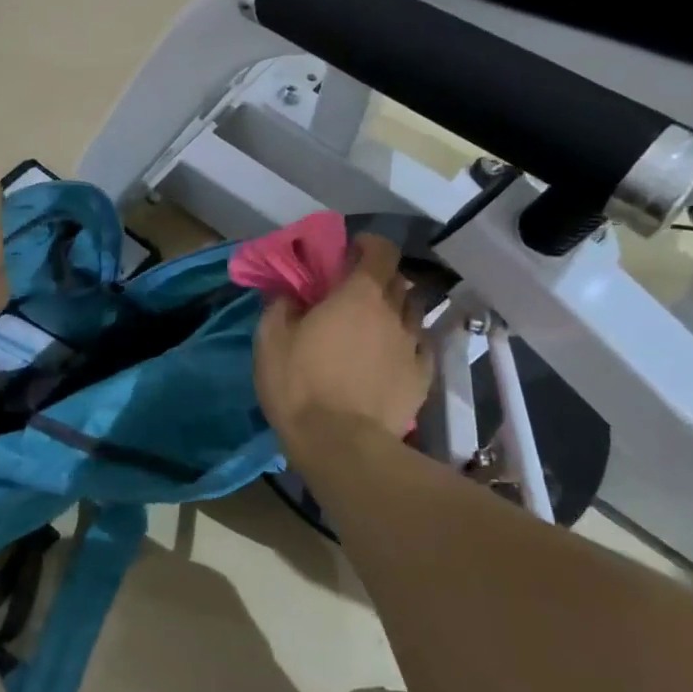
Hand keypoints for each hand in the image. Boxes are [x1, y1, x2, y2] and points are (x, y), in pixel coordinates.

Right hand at [255, 234, 433, 465]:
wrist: (341, 445)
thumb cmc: (300, 384)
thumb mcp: (270, 340)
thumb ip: (280, 305)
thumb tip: (288, 292)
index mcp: (359, 294)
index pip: (381, 251)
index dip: (368, 246)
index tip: (349, 254)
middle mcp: (394, 312)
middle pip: (398, 280)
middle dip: (379, 278)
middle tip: (353, 293)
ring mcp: (413, 346)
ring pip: (412, 312)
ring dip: (394, 310)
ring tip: (373, 326)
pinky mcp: (422, 378)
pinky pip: (419, 347)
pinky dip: (406, 343)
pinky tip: (389, 356)